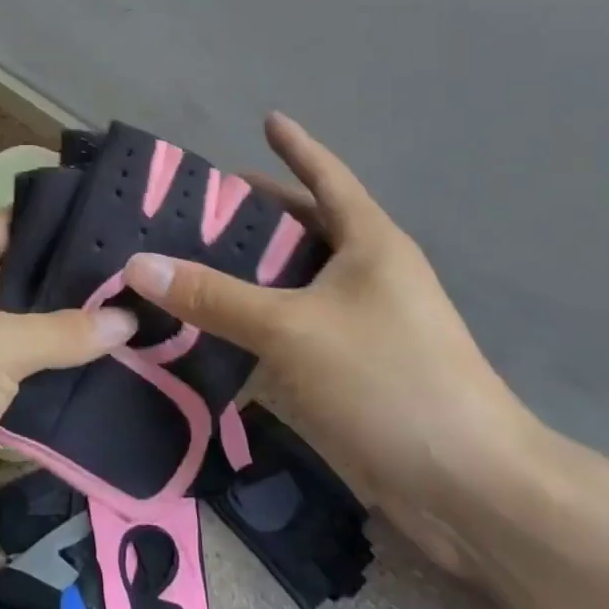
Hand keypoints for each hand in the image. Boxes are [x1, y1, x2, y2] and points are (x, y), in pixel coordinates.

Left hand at [0, 214, 135, 553]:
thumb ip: (62, 332)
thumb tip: (127, 318)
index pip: (21, 224)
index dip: (70, 223)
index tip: (130, 226)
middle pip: (29, 280)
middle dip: (83, 286)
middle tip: (150, 285)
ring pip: (28, 333)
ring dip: (73, 338)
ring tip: (146, 329)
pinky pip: (18, 379)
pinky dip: (54, 380)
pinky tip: (109, 381)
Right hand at [123, 114, 540, 574]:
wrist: (469, 489)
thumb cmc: (388, 380)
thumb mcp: (292, 328)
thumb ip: (214, 296)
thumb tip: (138, 265)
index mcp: (368, 243)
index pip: (326, 176)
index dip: (296, 145)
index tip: (266, 118)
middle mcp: (366, 275)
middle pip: (303, 229)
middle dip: (253, 215)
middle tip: (190, 207)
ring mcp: (359, 326)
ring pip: (291, 285)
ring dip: (245, 276)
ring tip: (184, 263)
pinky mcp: (348, 371)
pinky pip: (290, 333)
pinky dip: (253, 327)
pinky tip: (207, 332)